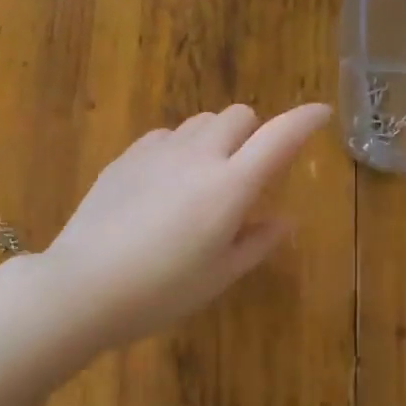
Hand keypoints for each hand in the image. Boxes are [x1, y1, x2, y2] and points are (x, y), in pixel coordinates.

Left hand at [44, 103, 331, 347]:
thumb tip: (286, 220)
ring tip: (204, 178)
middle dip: (253, 134)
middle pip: (238, 115)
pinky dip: (179, 148)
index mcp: (230, 186)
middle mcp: (198, 156)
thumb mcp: (219, 275)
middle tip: (246, 172)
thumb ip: (257, 242)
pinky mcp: (126, 157)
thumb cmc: (161, 291)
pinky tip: (165, 183)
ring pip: (200, 121)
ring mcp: (157, 151)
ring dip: (215, 138)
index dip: (305, 120)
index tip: (322, 113)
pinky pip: (165, 135)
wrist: (83, 286)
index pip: (279, 136)